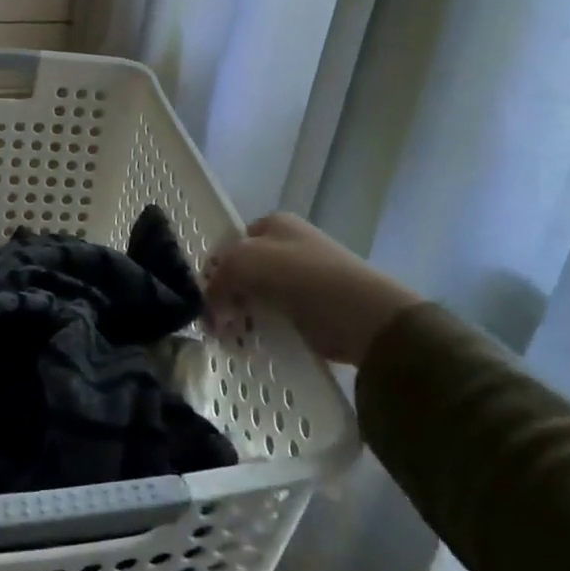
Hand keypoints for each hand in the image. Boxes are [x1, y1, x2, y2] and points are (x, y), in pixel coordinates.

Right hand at [204, 212, 421, 366]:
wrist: (364, 316)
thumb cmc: (302, 276)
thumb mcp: (247, 262)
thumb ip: (219, 278)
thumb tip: (210, 308)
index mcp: (275, 224)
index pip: (231, 243)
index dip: (215, 269)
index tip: (205, 300)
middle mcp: (288, 247)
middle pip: (244, 271)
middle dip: (226, 297)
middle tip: (216, 326)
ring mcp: (303, 279)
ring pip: (259, 297)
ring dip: (242, 317)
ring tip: (231, 341)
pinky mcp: (314, 310)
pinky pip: (277, 318)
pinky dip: (263, 331)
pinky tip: (253, 346)